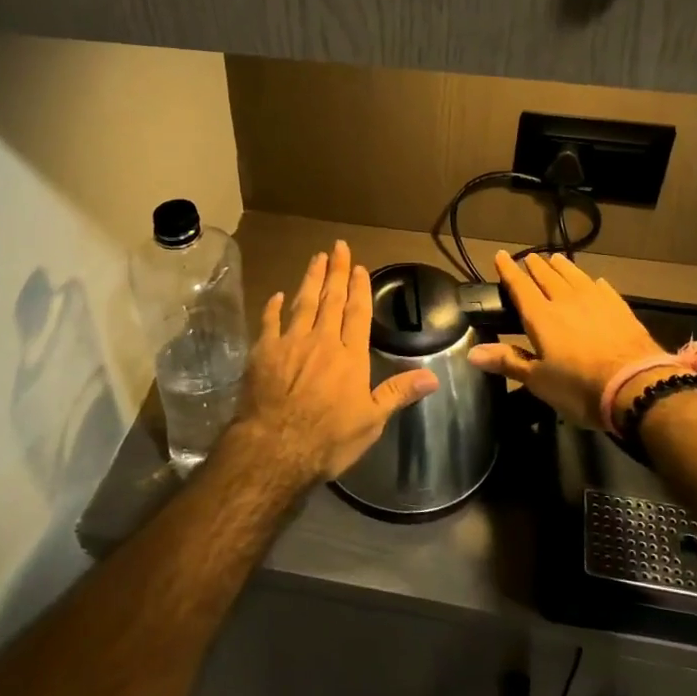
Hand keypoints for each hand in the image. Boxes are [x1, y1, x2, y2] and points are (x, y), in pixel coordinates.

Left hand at [226, 241, 438, 484]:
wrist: (276, 448)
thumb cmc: (328, 439)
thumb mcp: (371, 421)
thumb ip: (398, 393)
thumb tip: (433, 377)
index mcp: (350, 356)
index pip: (357, 314)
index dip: (359, 288)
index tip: (359, 267)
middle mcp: (322, 341)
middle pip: (331, 300)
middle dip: (336, 272)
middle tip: (338, 247)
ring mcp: (290, 343)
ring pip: (302, 303)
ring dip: (310, 279)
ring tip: (316, 258)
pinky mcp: (264, 352)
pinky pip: (269, 322)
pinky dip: (273, 307)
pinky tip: (277, 295)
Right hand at [469, 251, 663, 428]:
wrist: (636, 386)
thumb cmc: (579, 387)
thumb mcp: (538, 380)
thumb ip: (508, 361)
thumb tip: (471, 352)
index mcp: (542, 317)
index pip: (520, 286)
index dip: (509, 270)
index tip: (501, 255)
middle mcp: (567, 301)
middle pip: (548, 276)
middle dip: (536, 266)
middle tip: (529, 257)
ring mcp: (597, 302)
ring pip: (575, 276)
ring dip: (563, 267)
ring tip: (556, 258)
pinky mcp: (621, 309)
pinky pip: (603, 289)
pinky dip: (594, 282)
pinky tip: (595, 281)